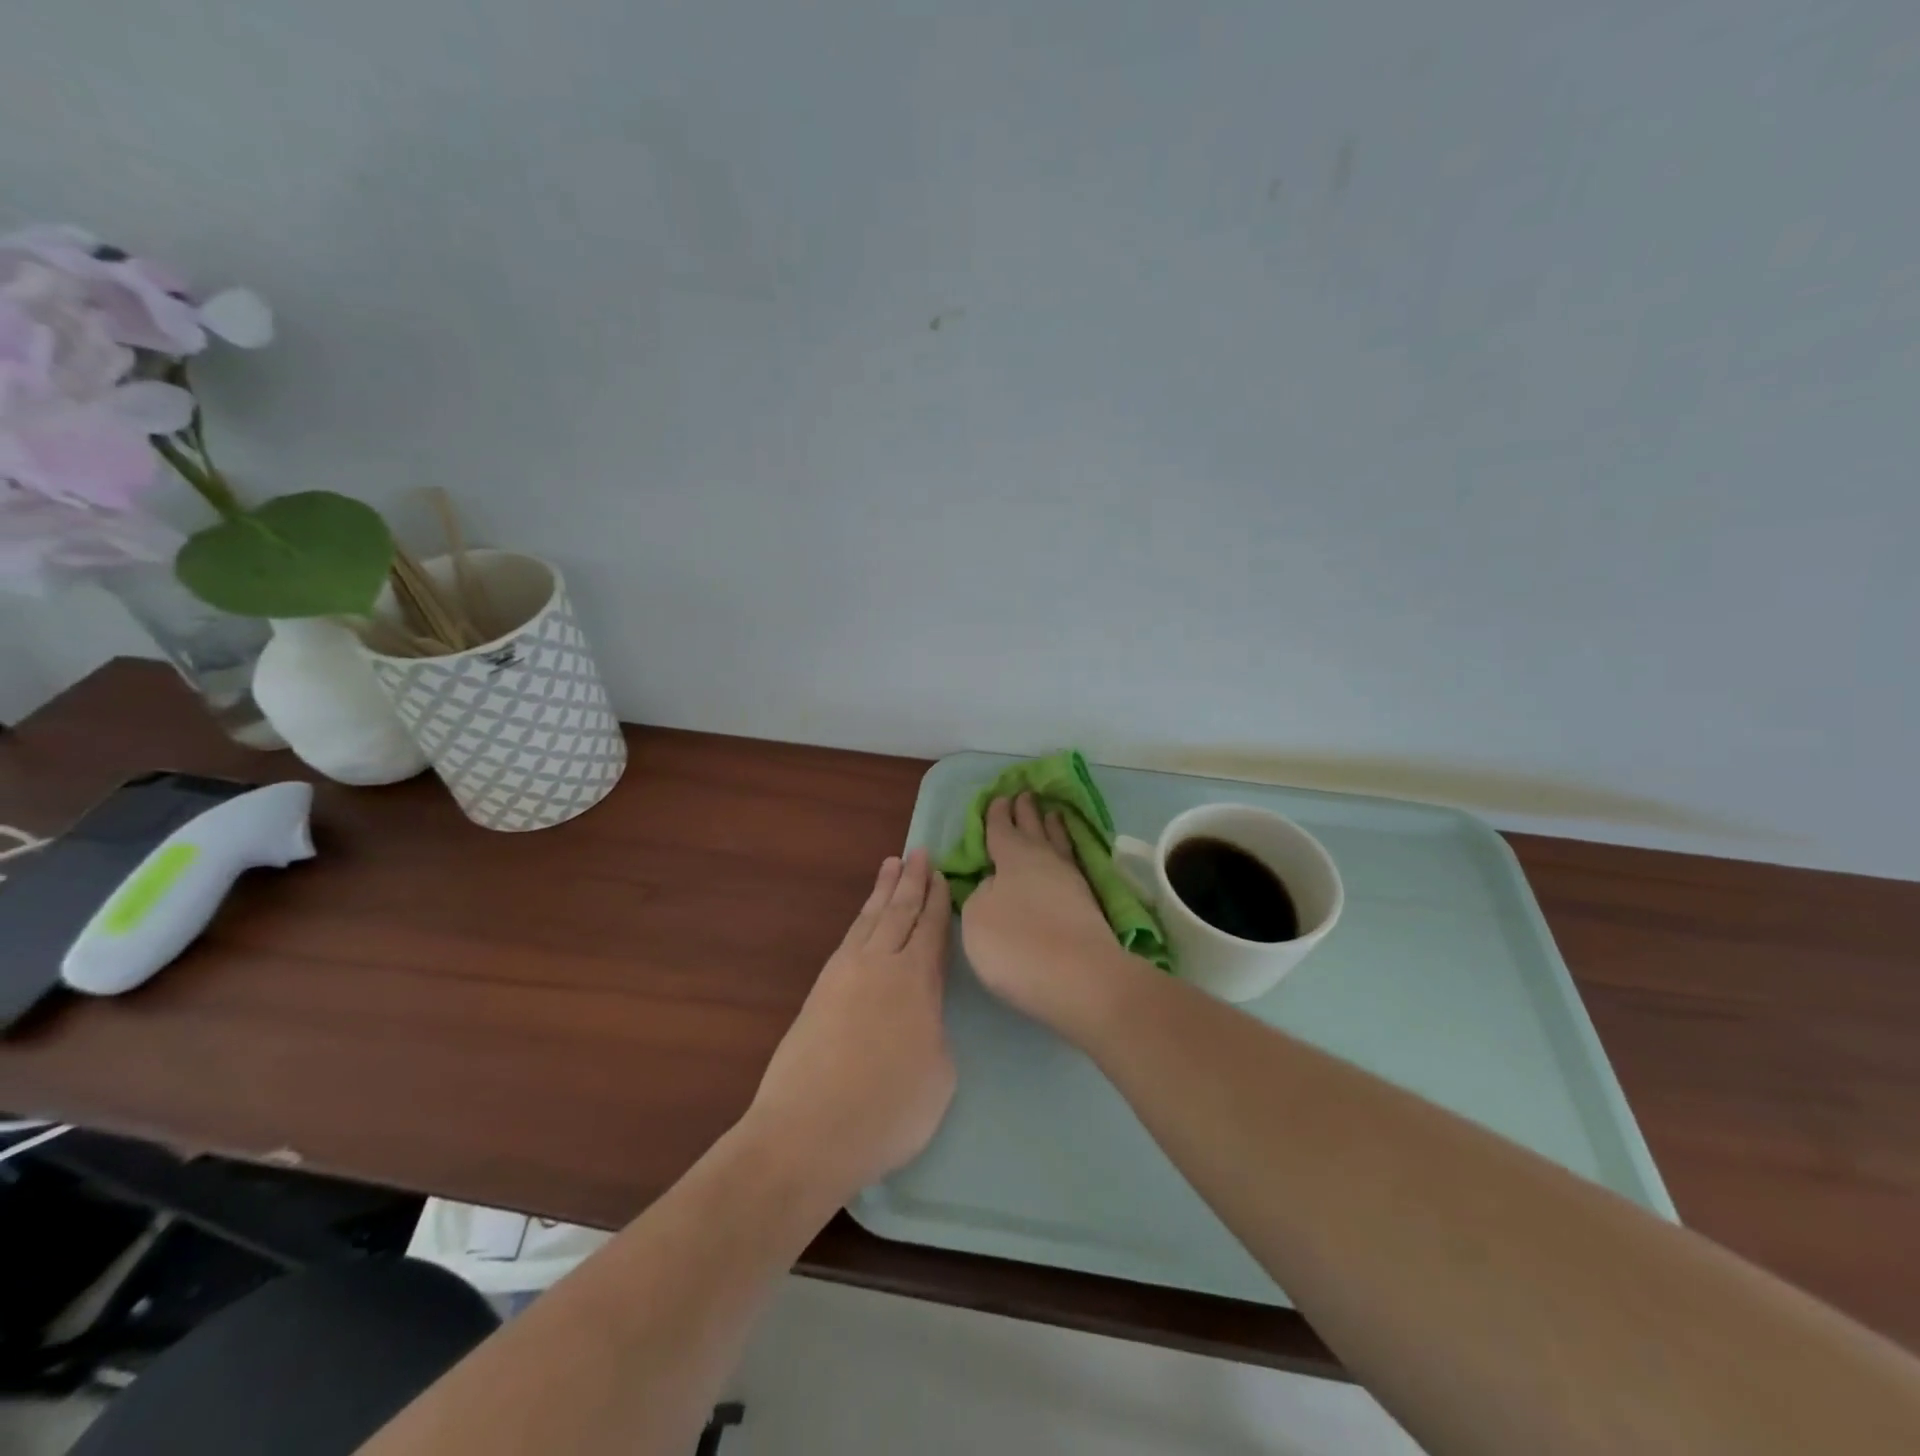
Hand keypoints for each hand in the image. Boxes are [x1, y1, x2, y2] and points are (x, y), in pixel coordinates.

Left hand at [745, 849, 954, 1200]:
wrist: (806, 1133)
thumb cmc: (887, 1111)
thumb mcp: (939, 1074)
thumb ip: (935, 1029)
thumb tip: (921, 1013)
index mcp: (916, 980)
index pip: (931, 928)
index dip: (938, 900)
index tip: (942, 874)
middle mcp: (880, 964)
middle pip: (899, 911)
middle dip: (912, 881)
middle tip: (919, 852)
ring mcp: (844, 974)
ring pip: (869, 918)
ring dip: (882, 890)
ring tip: (891, 864)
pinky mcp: (819, 990)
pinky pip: (848, 938)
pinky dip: (861, 918)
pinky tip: (864, 918)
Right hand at [960, 794, 1143, 1038]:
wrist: (1081, 979)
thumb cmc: (1017, 944)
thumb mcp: (977, 917)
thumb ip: (981, 894)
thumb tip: (995, 885)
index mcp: (1012, 857)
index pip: (1001, 829)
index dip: (997, 814)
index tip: (998, 798)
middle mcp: (1044, 861)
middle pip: (1033, 829)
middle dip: (1026, 812)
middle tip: (1024, 794)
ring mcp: (1071, 882)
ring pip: (1058, 843)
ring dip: (1052, 827)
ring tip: (1052, 813)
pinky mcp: (1089, 905)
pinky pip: (1072, 863)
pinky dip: (1067, 852)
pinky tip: (1066, 857)